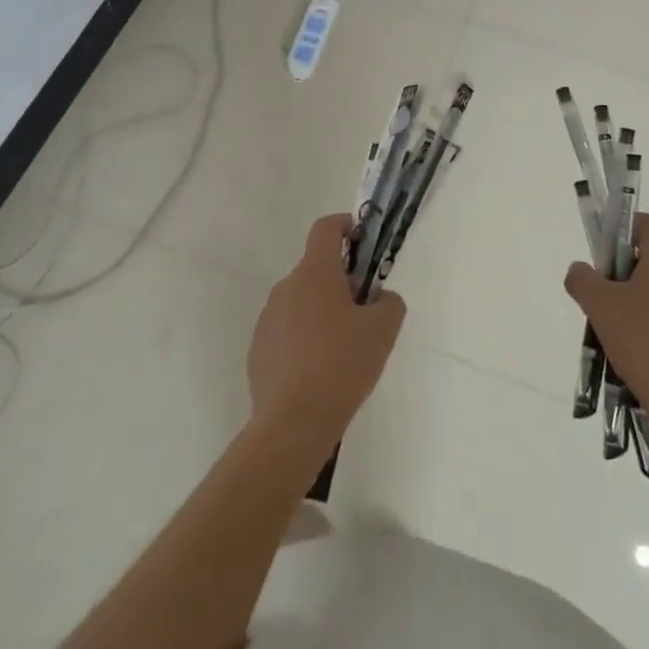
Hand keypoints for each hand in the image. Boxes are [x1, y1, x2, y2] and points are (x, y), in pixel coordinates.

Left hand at [247, 214, 405, 454]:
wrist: (293, 423)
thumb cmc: (342, 366)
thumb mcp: (383, 330)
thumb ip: (389, 302)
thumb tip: (378, 299)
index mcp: (315, 273)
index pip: (326, 228)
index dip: (346, 225)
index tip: (363, 241)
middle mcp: (286, 287)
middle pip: (317, 269)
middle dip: (341, 281)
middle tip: (364, 312)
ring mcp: (268, 318)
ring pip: (302, 301)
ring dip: (322, 312)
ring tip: (343, 351)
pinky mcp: (259, 348)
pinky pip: (288, 330)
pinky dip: (304, 339)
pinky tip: (318, 372)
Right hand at [564, 214, 648, 439]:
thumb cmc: (643, 341)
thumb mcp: (599, 305)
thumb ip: (582, 279)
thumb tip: (580, 270)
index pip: (642, 223)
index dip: (616, 231)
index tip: (598, 256)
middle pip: (647, 256)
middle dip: (619, 270)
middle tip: (599, 295)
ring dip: (631, 298)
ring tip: (612, 327)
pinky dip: (647, 321)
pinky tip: (632, 347)